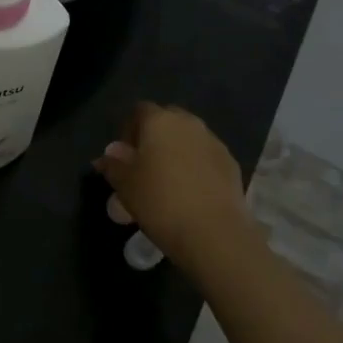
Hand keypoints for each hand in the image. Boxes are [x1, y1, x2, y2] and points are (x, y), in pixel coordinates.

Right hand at [95, 102, 256, 264]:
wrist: (213, 231)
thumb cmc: (159, 201)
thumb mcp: (125, 185)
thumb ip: (114, 164)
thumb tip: (111, 152)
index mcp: (159, 121)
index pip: (139, 111)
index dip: (128, 130)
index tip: (123, 155)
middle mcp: (188, 123)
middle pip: (166, 120)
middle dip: (154, 138)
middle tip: (144, 166)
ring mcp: (213, 142)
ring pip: (189, 138)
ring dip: (176, 152)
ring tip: (168, 182)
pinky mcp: (231, 163)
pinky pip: (206, 157)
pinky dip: (196, 167)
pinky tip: (190, 192)